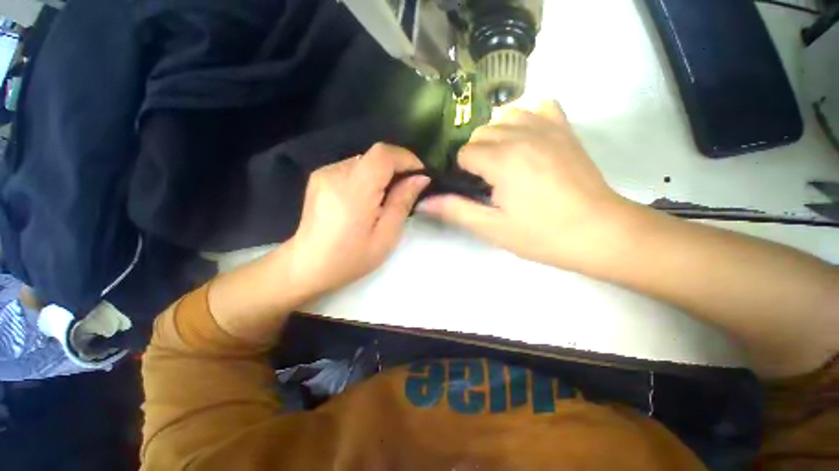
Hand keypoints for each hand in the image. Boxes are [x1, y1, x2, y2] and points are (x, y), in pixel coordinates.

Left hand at [287, 143, 429, 293]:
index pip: (383, 155)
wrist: (307, 266)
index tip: (419, 174)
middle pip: (374, 156)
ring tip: (385, 198)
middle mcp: (335, 174)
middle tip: (406, 190)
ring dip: (381, 174)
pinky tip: (366, 199)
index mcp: (353, 191)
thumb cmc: (350, 258)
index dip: (405, 158)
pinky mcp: (319, 177)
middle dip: (396, 168)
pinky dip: (366, 177)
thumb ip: (402, 203)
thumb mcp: (385, 236)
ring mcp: (324, 174)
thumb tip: (420, 179)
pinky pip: (351, 168)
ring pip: (364, 161)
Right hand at [417, 101, 630, 269]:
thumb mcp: (492, 228)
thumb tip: (424, 201)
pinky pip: (538, 106)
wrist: (600, 232)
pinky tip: (526, 138)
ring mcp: (547, 127)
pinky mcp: (565, 129)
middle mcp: (522, 134)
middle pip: (481, 133)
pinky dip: (526, 117)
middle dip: (477, 156)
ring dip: (496, 137)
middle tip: (488, 183)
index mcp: (502, 160)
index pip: (464, 153)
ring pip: (504, 117)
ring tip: (504, 162)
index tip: (473, 190)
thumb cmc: (542, 235)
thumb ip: (455, 210)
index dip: (463, 172)